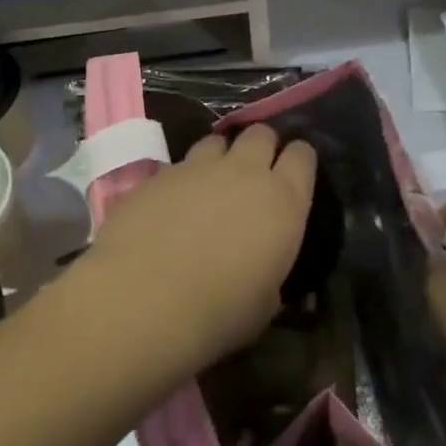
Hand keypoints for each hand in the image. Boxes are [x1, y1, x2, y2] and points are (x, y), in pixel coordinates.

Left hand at [78, 124, 316, 375]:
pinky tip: (171, 207)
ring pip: (217, 142)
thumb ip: (269, 272)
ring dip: (220, 158)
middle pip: (260, 134)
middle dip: (261, 147)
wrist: (144, 298)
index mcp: (282, 200)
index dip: (299, 160)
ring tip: (211, 185)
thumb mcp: (265, 303)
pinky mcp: (158, 174)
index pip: (302, 156)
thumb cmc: (219, 311)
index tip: (294, 173)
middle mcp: (244, 171)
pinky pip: (178, 166)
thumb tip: (262, 271)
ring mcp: (197, 167)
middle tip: (254, 173)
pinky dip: (182, 180)